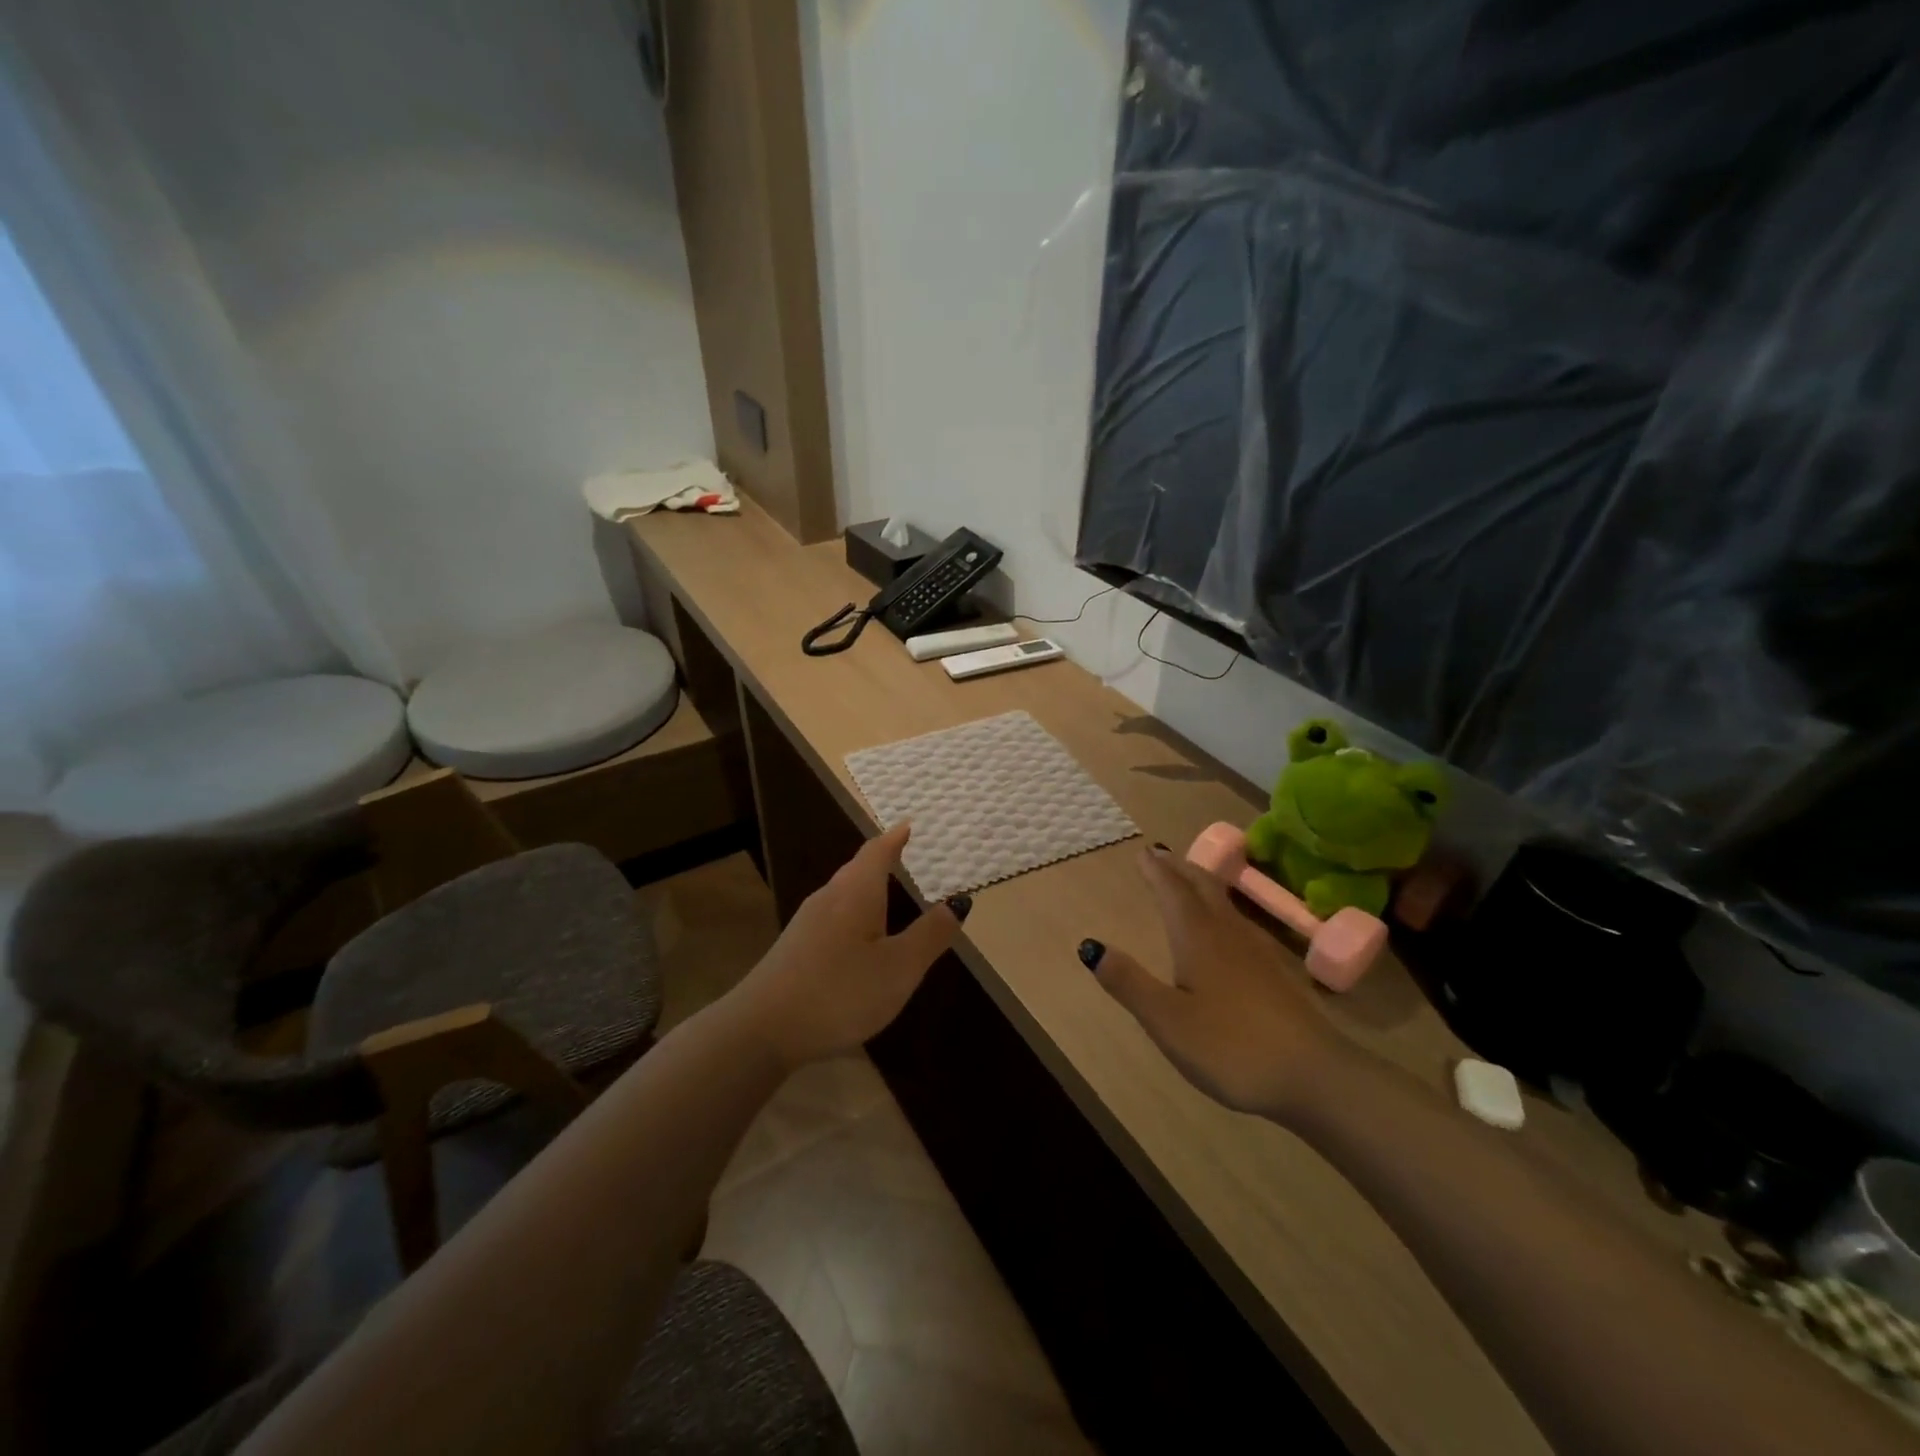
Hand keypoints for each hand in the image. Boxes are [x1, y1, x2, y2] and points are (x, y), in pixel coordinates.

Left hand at [727, 822, 961, 1071]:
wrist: (761, 1029)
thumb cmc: (840, 992)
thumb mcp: (899, 968)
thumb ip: (930, 935)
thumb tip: (958, 902)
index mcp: (856, 894)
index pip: (877, 852)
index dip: (894, 838)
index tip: (907, 825)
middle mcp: (829, 898)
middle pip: (856, 869)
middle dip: (880, 860)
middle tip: (902, 853)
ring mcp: (806, 923)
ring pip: (842, 893)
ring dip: (866, 887)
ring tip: (886, 892)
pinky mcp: (794, 948)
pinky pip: (832, 916)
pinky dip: (853, 913)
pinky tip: (858, 937)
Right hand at [1085, 846, 1354, 1120]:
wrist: (1315, 1077)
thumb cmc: (1231, 1046)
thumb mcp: (1167, 1020)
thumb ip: (1129, 983)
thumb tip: (1091, 946)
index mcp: (1197, 938)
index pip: (1172, 891)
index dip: (1155, 871)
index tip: (1142, 852)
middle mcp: (1227, 934)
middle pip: (1202, 887)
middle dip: (1178, 868)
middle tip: (1160, 855)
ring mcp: (1256, 952)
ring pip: (1223, 903)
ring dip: (1201, 883)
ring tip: (1187, 878)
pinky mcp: (1274, 973)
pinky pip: (1238, 923)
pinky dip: (1220, 909)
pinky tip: (1225, 929)